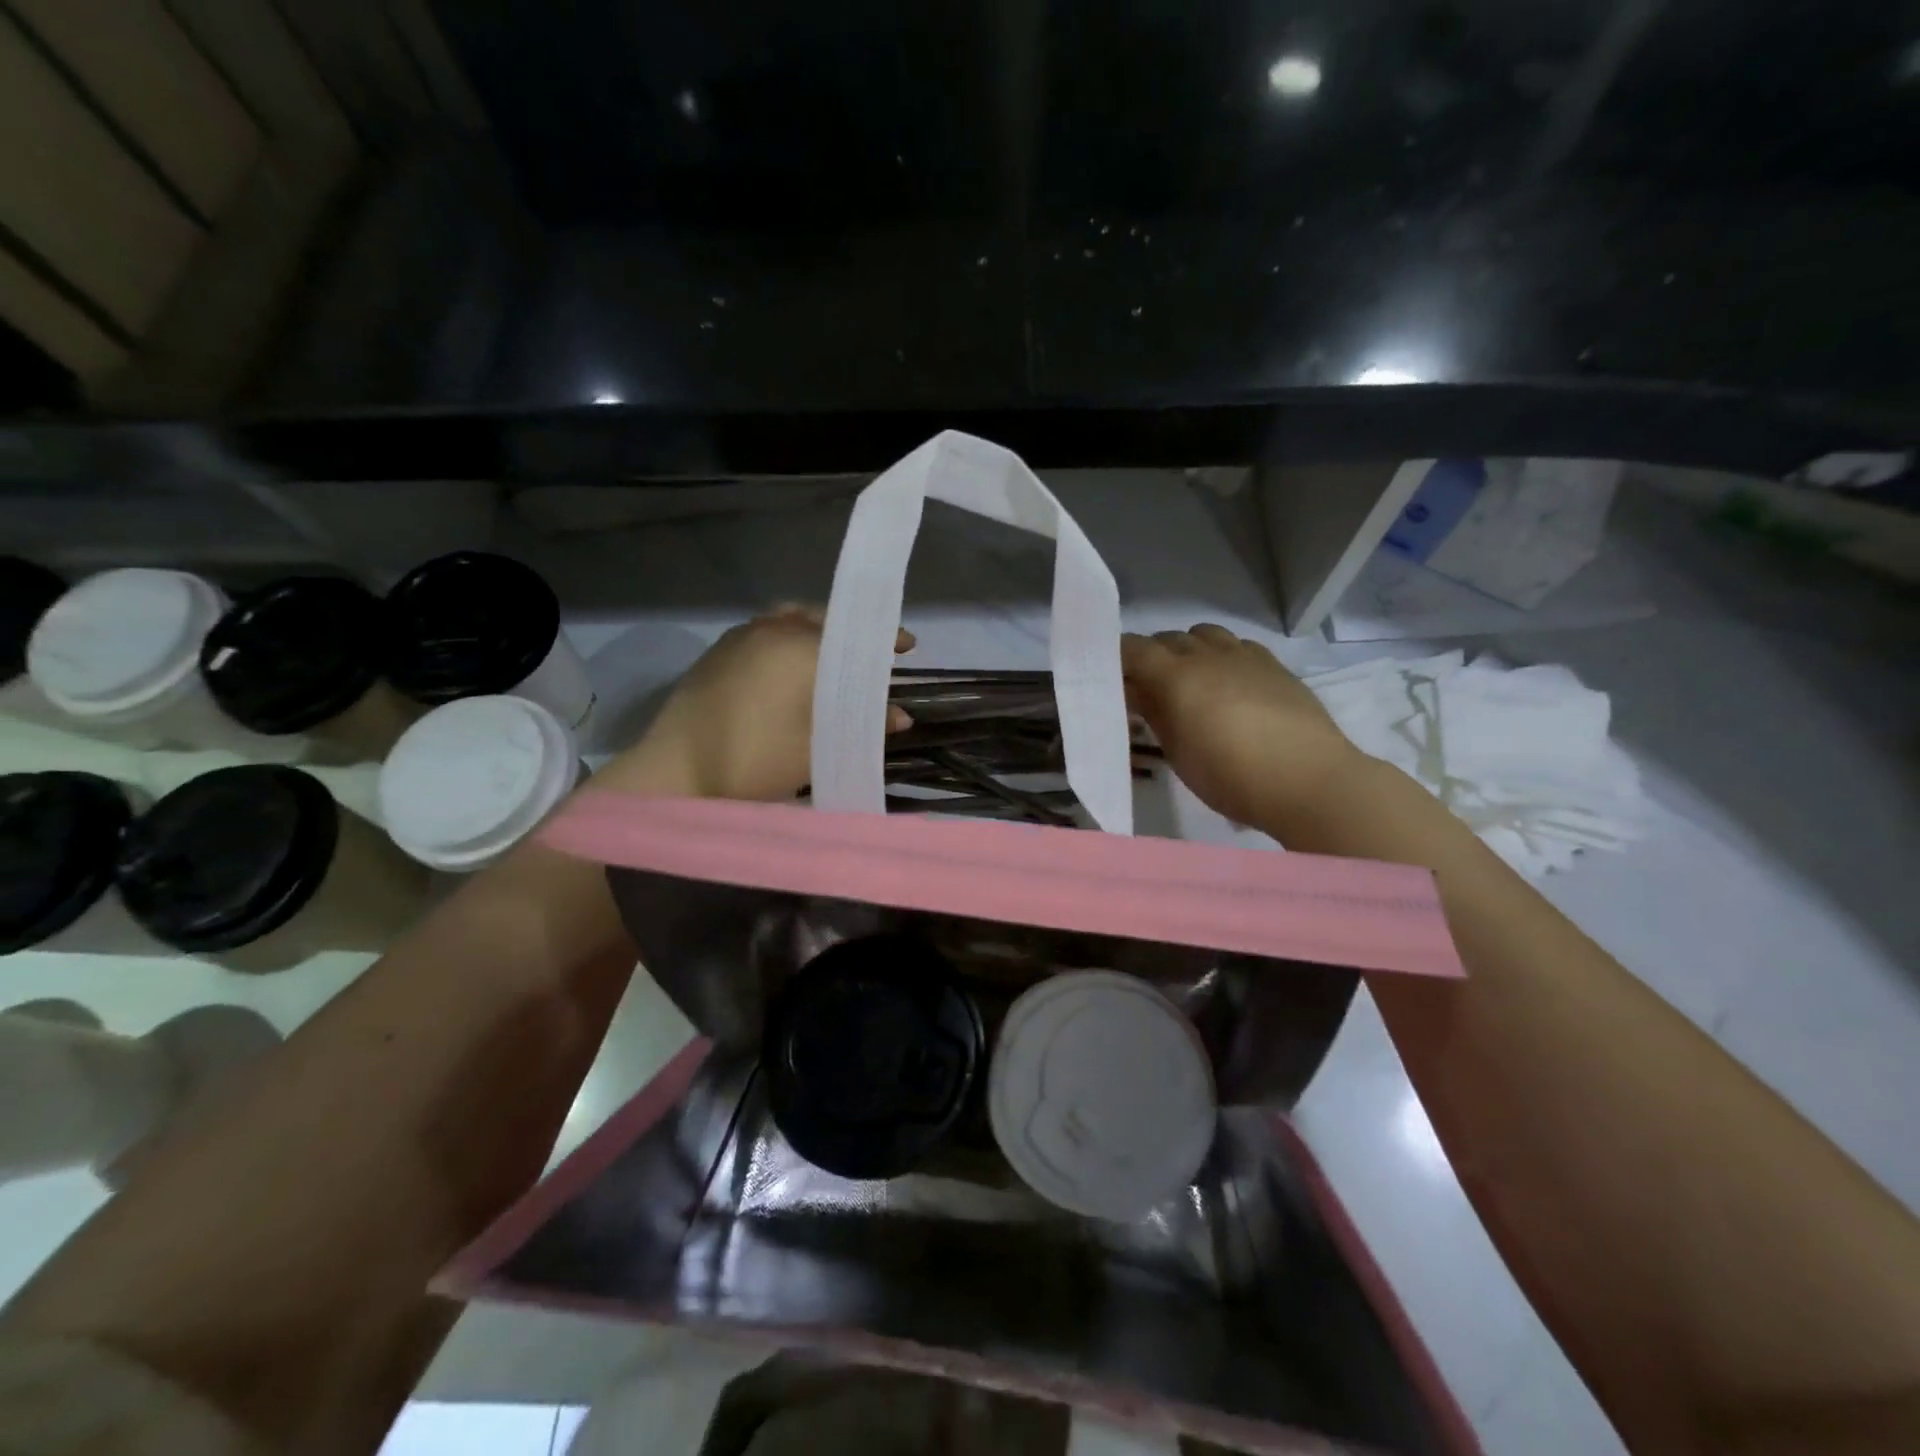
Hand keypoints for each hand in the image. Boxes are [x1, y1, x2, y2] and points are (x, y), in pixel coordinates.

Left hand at [608, 604, 913, 801]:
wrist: (673, 772)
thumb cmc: (752, 760)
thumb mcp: (815, 749)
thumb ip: (861, 726)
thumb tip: (901, 716)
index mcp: (799, 646)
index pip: (854, 633)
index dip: (884, 639)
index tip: (907, 646)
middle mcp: (770, 629)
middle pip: (822, 618)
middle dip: (850, 631)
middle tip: (871, 652)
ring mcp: (739, 637)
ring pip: (789, 619)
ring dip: (816, 630)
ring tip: (833, 654)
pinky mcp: (717, 652)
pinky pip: (764, 631)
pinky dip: (787, 638)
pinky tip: (791, 667)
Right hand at [1122, 624, 1358, 823]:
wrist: (1308, 780)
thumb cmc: (1230, 776)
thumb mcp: (1177, 752)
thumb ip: (1154, 714)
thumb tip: (1136, 692)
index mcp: (1175, 675)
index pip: (1133, 648)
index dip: (1116, 658)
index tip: (1110, 679)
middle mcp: (1206, 654)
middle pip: (1167, 639)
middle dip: (1150, 657)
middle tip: (1146, 690)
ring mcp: (1244, 655)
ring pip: (1203, 634)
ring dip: (1187, 650)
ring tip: (1189, 682)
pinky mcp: (1273, 664)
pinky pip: (1236, 645)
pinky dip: (1221, 655)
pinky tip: (1228, 683)